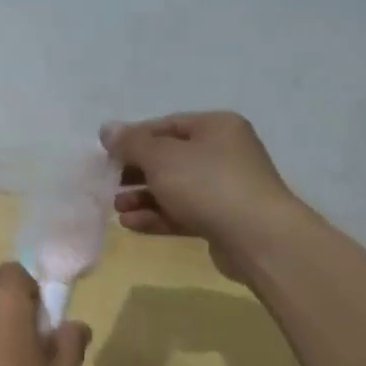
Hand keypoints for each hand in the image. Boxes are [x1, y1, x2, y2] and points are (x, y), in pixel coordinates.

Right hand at [101, 112, 300, 277]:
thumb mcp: (161, 157)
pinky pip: (183, 213)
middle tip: (108, 184)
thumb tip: (107, 129)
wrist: (259, 239)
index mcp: (215, 127)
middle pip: (169, 158)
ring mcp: (225, 188)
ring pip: (175, 188)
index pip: (165, 126)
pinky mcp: (223, 220)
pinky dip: (157, 216)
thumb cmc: (208, 185)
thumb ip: (131, 143)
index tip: (105, 155)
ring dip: (142, 197)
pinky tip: (131, 225)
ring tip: (116, 208)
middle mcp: (224, 153)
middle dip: (135, 172)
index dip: (132, 139)